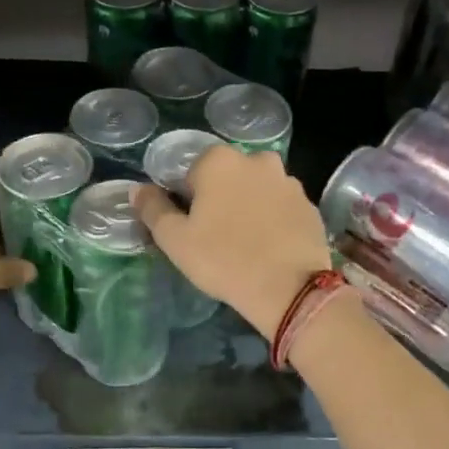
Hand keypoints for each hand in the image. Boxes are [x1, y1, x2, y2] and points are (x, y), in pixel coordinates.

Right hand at [133, 145, 331, 336]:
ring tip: (246, 245)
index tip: (192, 229)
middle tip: (217, 238)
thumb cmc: (223, 260)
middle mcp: (257, 160)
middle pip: (228, 178)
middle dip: (220, 200)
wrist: (289, 289)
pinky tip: (269, 248)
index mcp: (219, 161)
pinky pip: (281, 208)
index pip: (191, 172)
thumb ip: (153, 209)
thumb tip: (137, 189)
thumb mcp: (175, 239)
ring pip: (257, 191)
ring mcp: (289, 181)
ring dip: (249, 208)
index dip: (187, 201)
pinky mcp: (310, 206)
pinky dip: (273, 221)